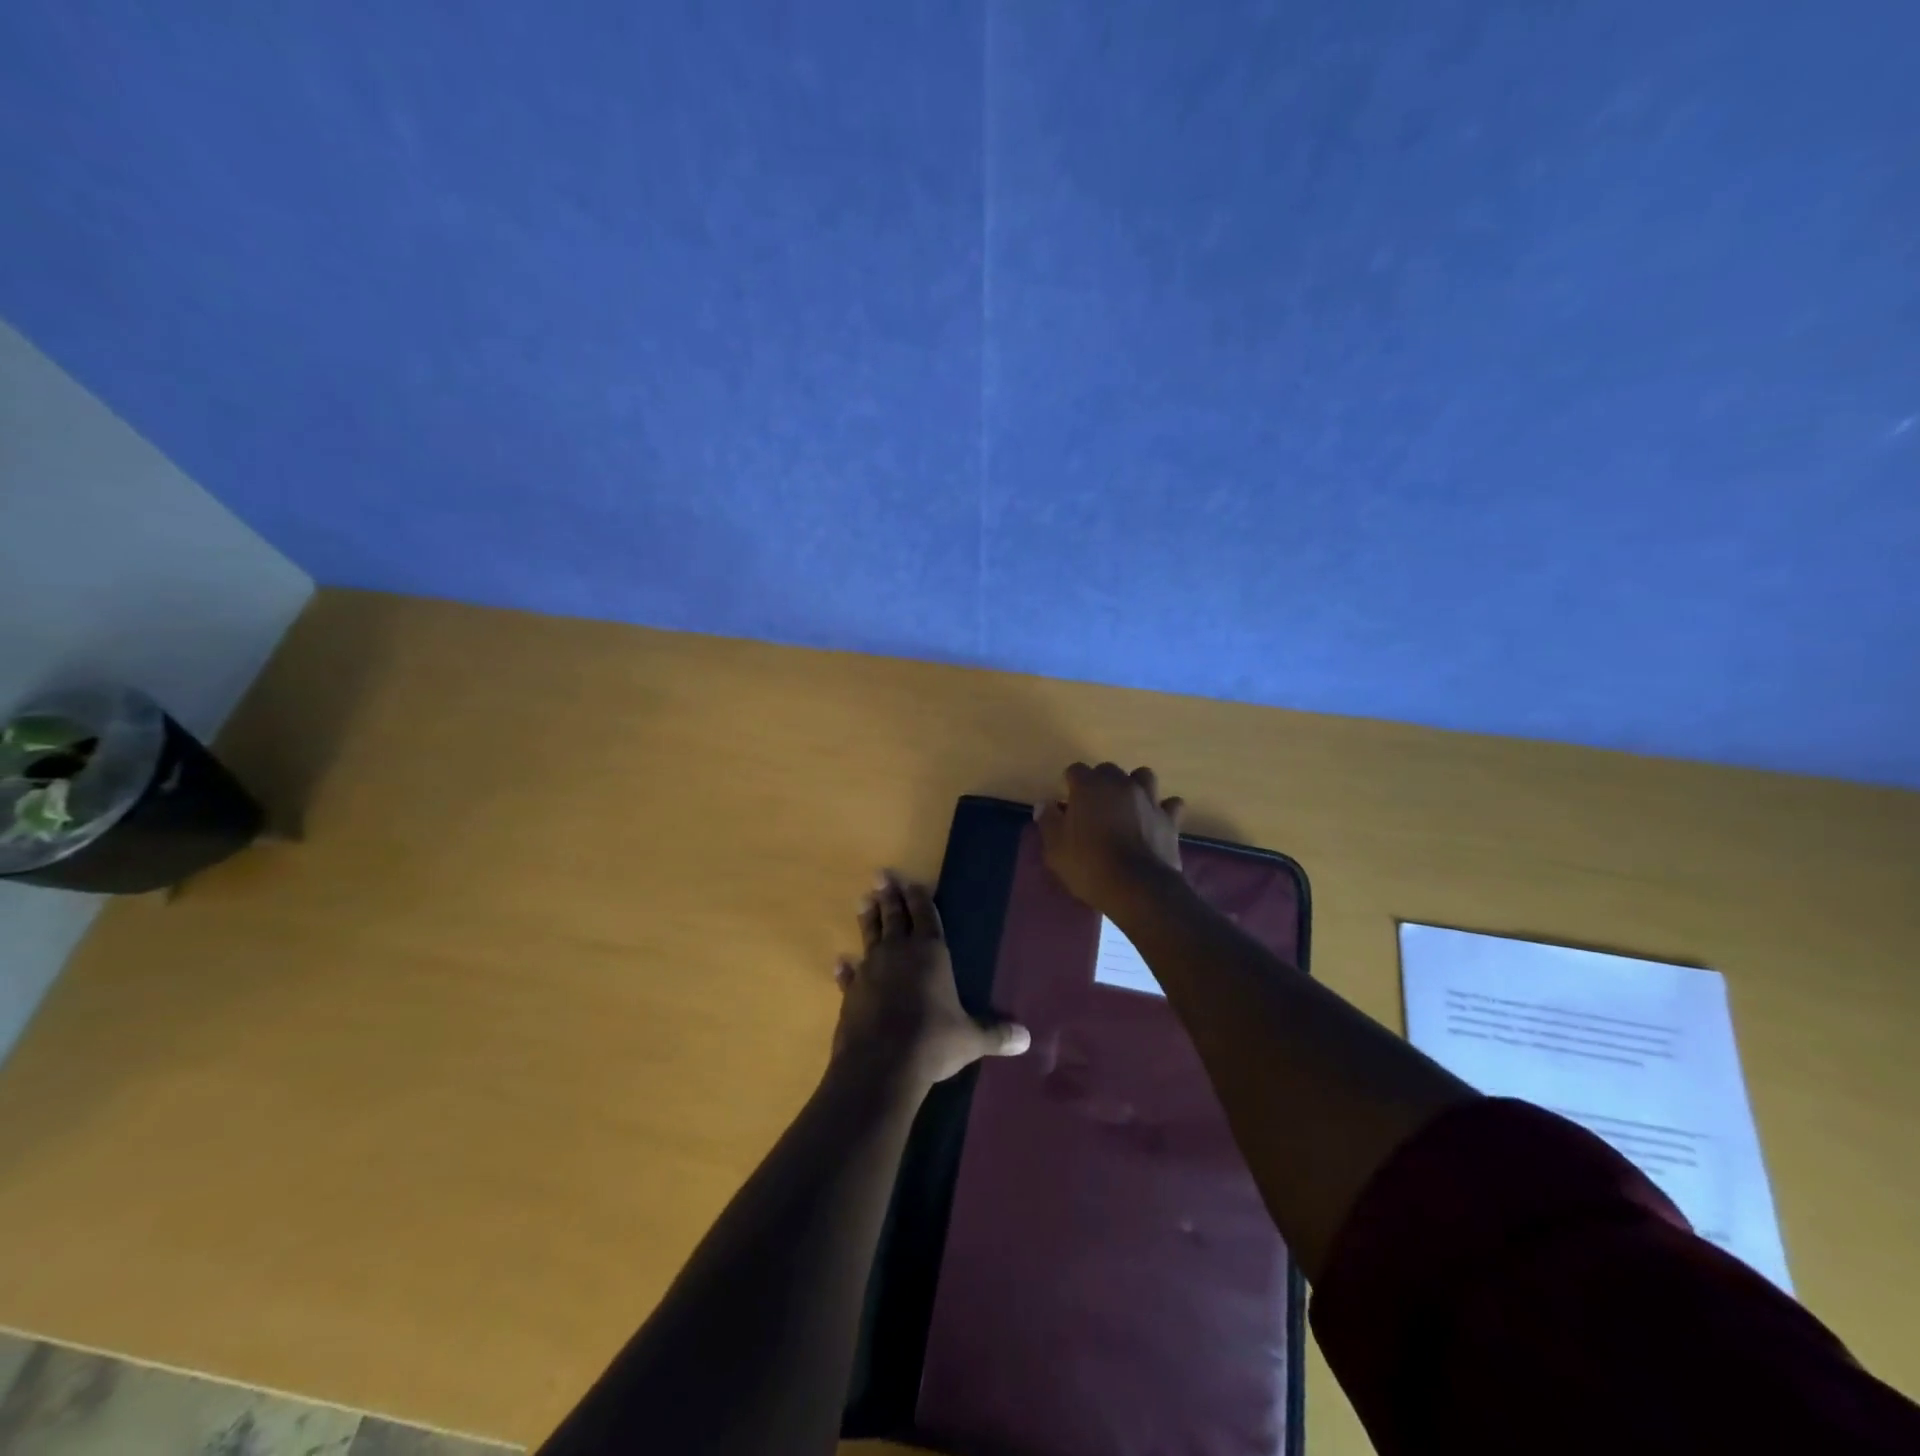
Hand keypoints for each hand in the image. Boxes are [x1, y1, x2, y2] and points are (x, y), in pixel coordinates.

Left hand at [832, 872, 1029, 1090]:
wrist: (881, 1064)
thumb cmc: (932, 1041)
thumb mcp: (970, 1039)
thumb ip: (995, 1034)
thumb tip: (1026, 1039)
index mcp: (930, 953)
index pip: (925, 916)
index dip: (919, 899)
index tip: (912, 883)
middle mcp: (899, 953)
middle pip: (894, 917)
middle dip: (890, 896)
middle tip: (881, 875)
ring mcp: (871, 970)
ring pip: (870, 936)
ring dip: (868, 918)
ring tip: (863, 900)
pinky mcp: (851, 992)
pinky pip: (849, 975)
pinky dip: (846, 968)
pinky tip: (841, 962)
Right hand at [1034, 762, 1185, 914]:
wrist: (1137, 887)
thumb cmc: (1089, 866)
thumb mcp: (1056, 849)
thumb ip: (1049, 822)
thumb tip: (1044, 804)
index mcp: (1089, 787)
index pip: (1076, 770)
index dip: (1070, 784)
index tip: (1067, 801)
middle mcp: (1120, 784)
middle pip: (1108, 770)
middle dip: (1100, 782)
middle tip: (1094, 806)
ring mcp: (1148, 799)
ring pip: (1143, 776)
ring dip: (1134, 785)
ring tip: (1128, 804)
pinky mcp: (1170, 818)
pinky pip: (1170, 804)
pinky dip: (1163, 808)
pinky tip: (1156, 819)